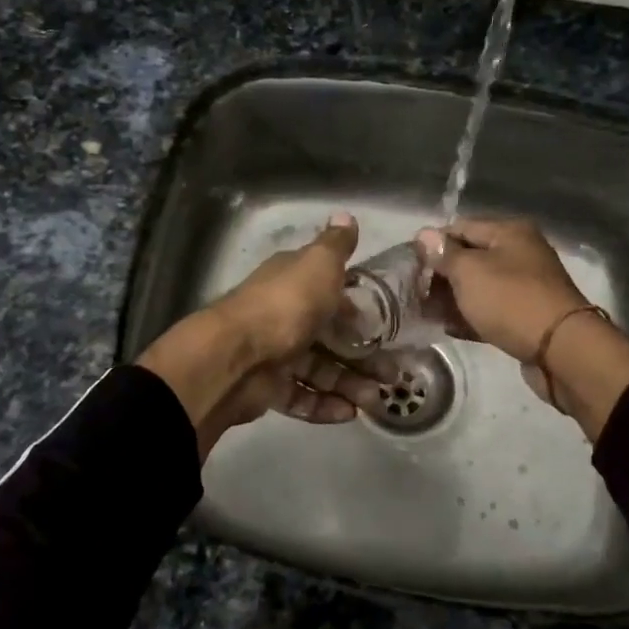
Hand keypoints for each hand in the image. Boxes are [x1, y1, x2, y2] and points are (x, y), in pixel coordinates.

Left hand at [137, 213, 389, 457]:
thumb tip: (347, 215)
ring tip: (376, 400)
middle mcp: (284, 315)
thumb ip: (336, 245)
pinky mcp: (267, 388)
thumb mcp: (318, 264)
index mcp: (294, 283)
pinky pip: (301, 397)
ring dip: (349, 383)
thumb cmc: (286, 305)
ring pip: (319, 370)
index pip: (333, 293)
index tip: (391, 326)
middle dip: (364, 355)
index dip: (361, 309)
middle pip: (330, 337)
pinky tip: (349, 413)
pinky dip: (324, 405)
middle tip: (393, 375)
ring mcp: (274, 353)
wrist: (235, 357)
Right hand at [418, 217, 628, 437]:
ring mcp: (525, 286)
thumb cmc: (510, 300)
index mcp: (509, 232)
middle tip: (415, 293)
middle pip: (470, 257)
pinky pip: (491, 310)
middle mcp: (520, 253)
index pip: (460, 227)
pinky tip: (448, 328)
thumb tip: (424, 234)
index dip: (433, 245)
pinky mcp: (526, 316)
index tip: (409, 266)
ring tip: (425, 313)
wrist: (561, 350)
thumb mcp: (469, 272)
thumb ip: (444, 253)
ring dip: (453, 298)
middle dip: (441, 274)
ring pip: (479, 286)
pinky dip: (470, 316)